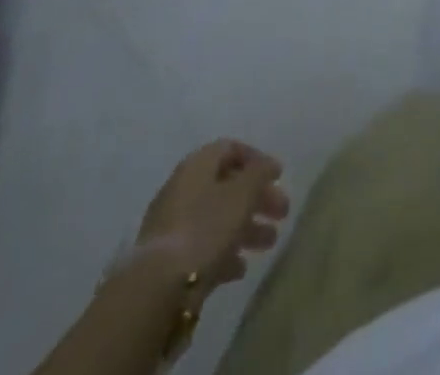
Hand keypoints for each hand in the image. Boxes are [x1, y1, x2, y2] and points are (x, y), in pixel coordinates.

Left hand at [137, 140, 289, 294]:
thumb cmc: (205, 228)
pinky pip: (203, 247)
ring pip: (218, 218)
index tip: (278, 176)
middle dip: (257, 198)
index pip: (230, 149)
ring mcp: (173, 227)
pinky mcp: (169, 261)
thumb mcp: (242, 193)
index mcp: (197, 166)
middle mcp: (183, 190)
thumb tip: (269, 165)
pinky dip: (225, 253)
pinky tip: (240, 269)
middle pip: (227, 186)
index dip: (256, 159)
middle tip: (282, 213)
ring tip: (270, 243)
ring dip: (247, 228)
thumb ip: (260, 173)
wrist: (157, 290)